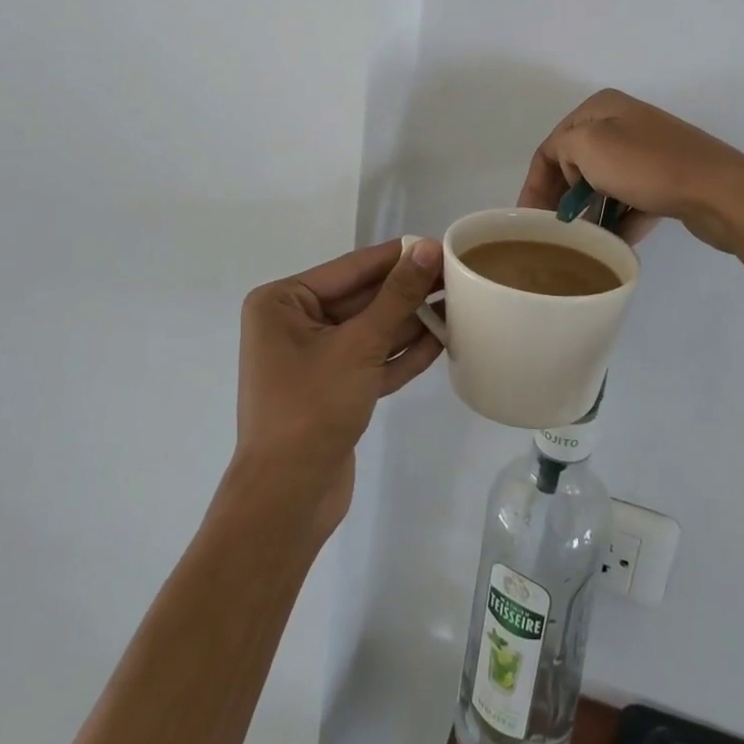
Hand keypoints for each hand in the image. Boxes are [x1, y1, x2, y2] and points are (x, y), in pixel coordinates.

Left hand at [234, 237, 444, 533]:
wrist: (287, 499)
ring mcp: (314, 359)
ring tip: (459, 305)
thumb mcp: (359, 344)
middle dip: (408, 292)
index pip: (352, 268)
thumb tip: (428, 248)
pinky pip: (371, 360)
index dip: (398, 257)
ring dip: (410, 323)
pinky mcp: (333, 389)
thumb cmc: (312, 408)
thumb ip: (397, 295)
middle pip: (362, 298)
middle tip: (458, 277)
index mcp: (283, 303)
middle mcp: (294, 324)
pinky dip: (401, 354)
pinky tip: (441, 341)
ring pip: (370, 330)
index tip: (441, 244)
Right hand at [518, 89, 743, 255]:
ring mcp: (648, 151)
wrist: (721, 192)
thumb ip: (561, 151)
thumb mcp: (588, 145)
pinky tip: (613, 244)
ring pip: (603, 185)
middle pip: (576, 165)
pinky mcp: (667, 179)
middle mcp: (623, 123)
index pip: (552, 146)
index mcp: (601, 108)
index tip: (529, 221)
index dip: (536, 184)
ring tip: (582, 241)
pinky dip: (620, 220)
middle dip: (563, 198)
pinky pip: (631, 200)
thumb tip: (572, 173)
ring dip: (591, 213)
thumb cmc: (648, 166)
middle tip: (554, 233)